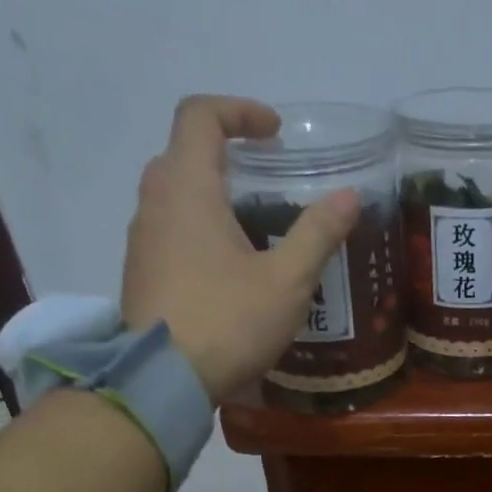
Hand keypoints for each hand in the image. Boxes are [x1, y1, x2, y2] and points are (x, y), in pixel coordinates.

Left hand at [120, 95, 359, 399]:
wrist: (163, 380)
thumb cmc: (228, 322)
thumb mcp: (287, 280)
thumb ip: (318, 233)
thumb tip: (350, 196)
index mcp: (188, 188)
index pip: (200, 115)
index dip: (239, 111)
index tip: (274, 132)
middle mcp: (155, 202)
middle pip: (183, 152)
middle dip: (225, 153)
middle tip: (265, 178)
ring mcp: (141, 240)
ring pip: (173, 194)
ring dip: (211, 193)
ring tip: (252, 226)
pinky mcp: (140, 273)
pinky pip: (168, 230)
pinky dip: (197, 228)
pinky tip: (228, 268)